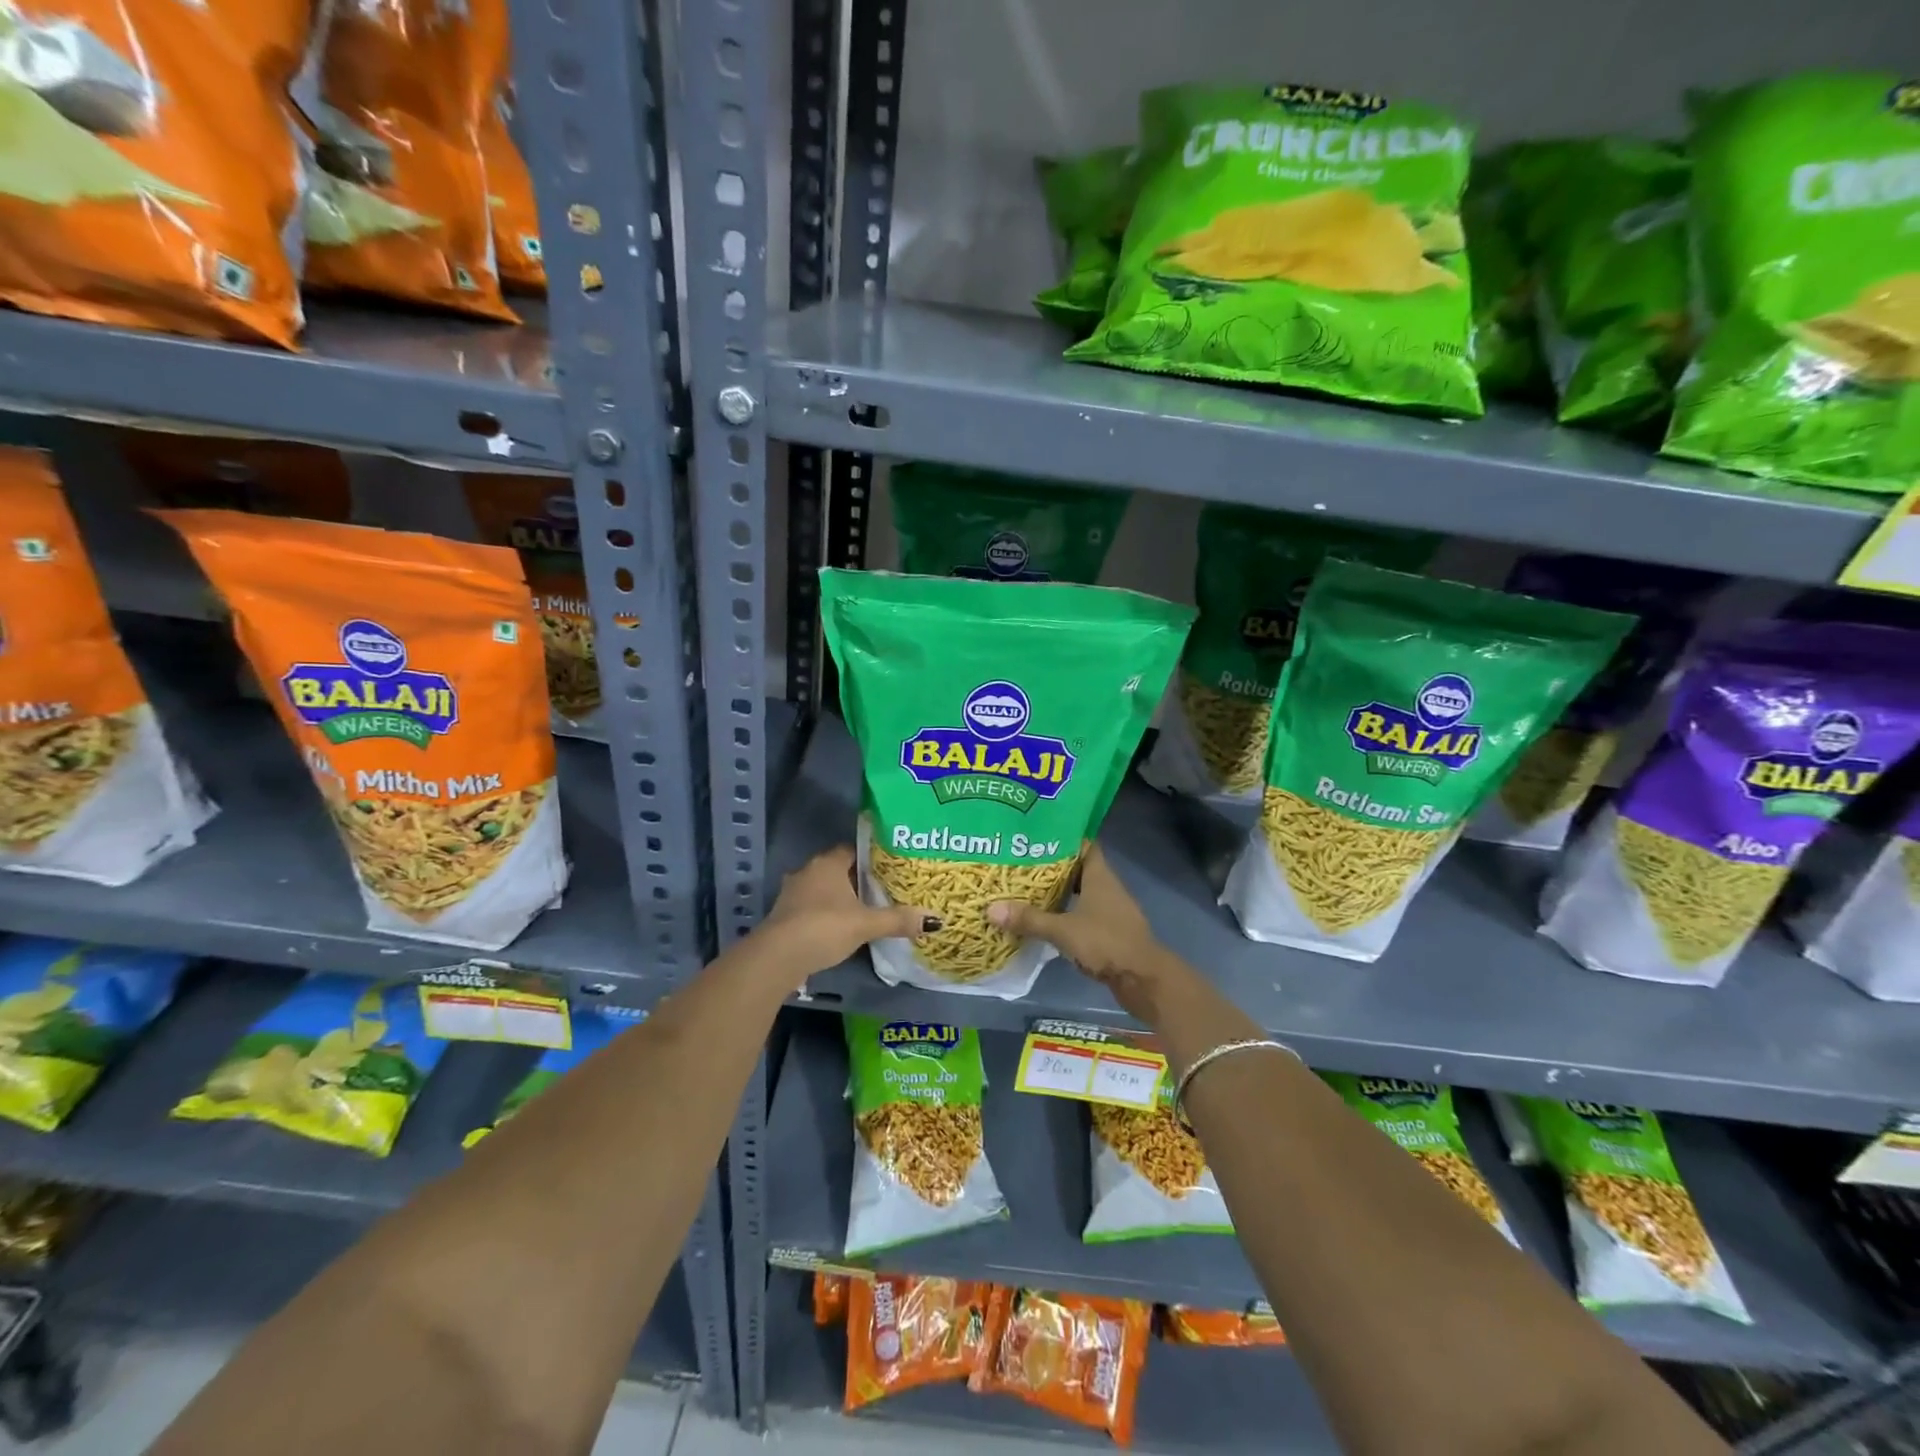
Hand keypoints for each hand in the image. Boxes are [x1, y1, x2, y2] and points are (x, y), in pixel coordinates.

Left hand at [754, 846, 938, 981]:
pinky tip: (839, 927)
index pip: (853, 849)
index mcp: (827, 863)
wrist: (777, 957)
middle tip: (883, 889)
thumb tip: (934, 919)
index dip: (872, 857)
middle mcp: (808, 871)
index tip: (890, 867)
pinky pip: (811, 907)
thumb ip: (898, 920)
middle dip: (857, 879)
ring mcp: (792, 893)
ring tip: (864, 909)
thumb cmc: (824, 928)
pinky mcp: (784, 915)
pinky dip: (825, 913)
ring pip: (823, 888)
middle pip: (838, 869)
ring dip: (839, 897)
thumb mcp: (866, 924)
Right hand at [987, 843, 1185, 1019]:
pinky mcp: (1111, 932)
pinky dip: (1068, 914)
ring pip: (1082, 893)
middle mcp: (1108, 888)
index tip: (1039, 835)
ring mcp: (1111, 911)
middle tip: (1024, 862)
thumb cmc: (1106, 943)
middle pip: (1080, 869)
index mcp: (1100, 876)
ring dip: (1061, 892)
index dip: (1065, 837)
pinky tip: (1048, 920)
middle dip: (1055, 866)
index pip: (1085, 845)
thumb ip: (1030, 919)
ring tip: (1029, 890)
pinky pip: (1085, 914)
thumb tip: (991, 908)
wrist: (1143, 979)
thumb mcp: (1063, 930)